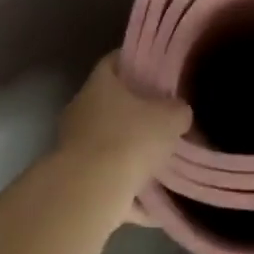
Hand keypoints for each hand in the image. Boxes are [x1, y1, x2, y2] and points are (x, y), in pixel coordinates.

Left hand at [56, 52, 190, 185]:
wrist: (92, 191)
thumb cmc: (130, 139)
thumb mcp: (170, 118)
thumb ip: (178, 109)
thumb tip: (179, 110)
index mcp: (99, 83)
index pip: (114, 60)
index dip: (136, 62)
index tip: (156, 69)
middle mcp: (81, 108)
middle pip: (110, 101)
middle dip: (135, 109)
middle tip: (163, 115)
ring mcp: (74, 143)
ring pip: (107, 138)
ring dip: (128, 147)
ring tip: (158, 156)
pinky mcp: (75, 176)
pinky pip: (106, 173)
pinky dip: (125, 181)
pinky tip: (149, 193)